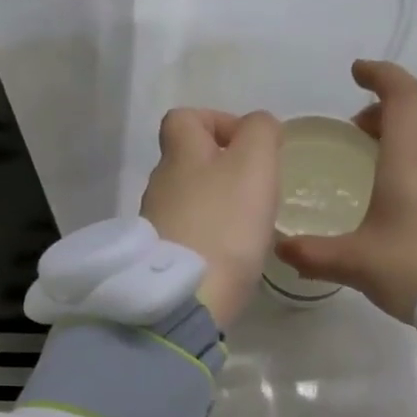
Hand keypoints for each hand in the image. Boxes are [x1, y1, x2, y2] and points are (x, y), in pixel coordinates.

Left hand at [140, 107, 282, 328]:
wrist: (189, 298)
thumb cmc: (225, 224)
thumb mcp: (254, 164)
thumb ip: (260, 133)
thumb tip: (258, 127)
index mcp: (179, 155)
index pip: (184, 118)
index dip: (216, 121)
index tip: (247, 144)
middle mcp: (160, 185)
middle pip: (187, 162)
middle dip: (222, 170)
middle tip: (256, 191)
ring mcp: (156, 225)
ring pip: (188, 201)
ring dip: (217, 206)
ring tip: (248, 227)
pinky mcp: (162, 261)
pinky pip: (188, 236)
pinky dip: (209, 239)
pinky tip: (231, 256)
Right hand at [274, 61, 416, 322]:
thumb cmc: (415, 265)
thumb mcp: (356, 262)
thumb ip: (314, 253)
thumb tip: (281, 248)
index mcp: (412, 148)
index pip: (399, 90)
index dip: (378, 75)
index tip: (358, 73)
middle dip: (391, 115)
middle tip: (364, 136)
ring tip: (400, 166)